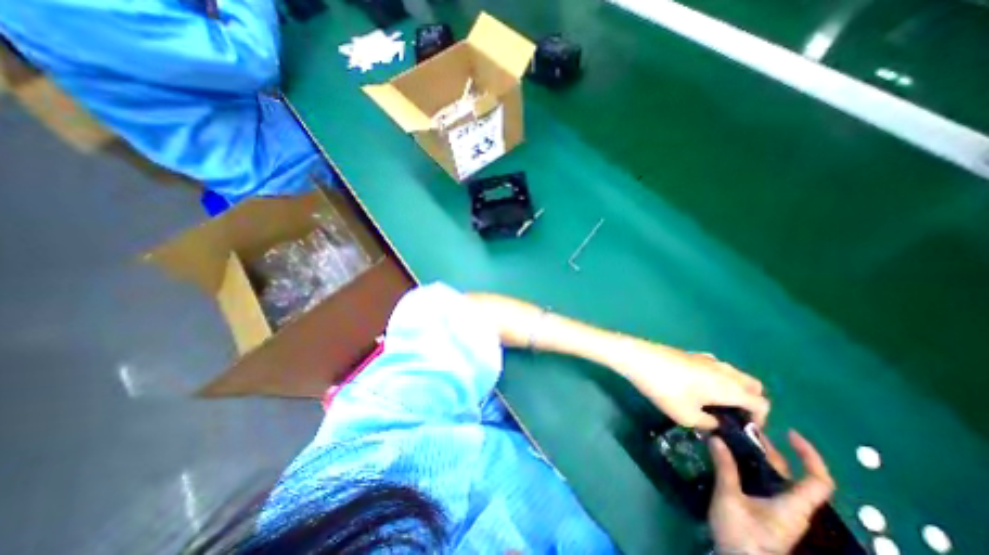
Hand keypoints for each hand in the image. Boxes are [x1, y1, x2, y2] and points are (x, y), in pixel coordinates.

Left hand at [606, 338, 768, 428]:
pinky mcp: (691, 354)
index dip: (759, 420)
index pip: (762, 403)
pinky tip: (695, 387)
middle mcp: (724, 370)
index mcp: (729, 387)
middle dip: (750, 402)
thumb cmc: (664, 389)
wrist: (639, 358)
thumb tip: (715, 423)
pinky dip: (717, 378)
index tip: (741, 429)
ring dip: (733, 389)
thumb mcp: (686, 416)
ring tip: (712, 403)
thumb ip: (708, 424)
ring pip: (733, 374)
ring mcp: (707, 359)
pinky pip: (715, 367)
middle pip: (752, 385)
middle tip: (730, 415)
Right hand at [707, 429, 836, 554]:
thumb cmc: (742, 535)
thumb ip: (725, 467)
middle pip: (788, 472)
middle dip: (768, 447)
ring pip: (771, 476)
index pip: (818, 481)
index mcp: (793, 505)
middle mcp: (790, 505)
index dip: (810, 456)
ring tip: (730, 437)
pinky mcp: (762, 511)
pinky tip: (727, 457)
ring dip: (754, 455)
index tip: (789, 433)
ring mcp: (776, 509)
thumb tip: (716, 437)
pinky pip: (759, 482)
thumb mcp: (730, 498)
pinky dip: (746, 465)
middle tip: (742, 428)